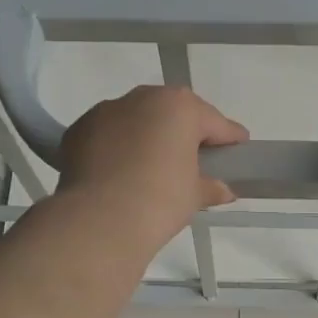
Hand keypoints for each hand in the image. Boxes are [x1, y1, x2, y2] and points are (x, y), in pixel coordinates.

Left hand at [59, 86, 249, 248]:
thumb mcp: (194, 195)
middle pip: (171, 112)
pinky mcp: (79, 130)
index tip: (238, 146)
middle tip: (193, 157)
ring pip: (136, 119)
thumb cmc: (160, 200)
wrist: (100, 219)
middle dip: (183, 130)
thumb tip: (223, 190)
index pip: (213, 121)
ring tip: (151, 165)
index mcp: (179, 107)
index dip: (228, 137)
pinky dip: (116, 147)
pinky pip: (108, 134)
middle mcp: (142, 98)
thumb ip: (210, 186)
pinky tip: (119, 171)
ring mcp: (106, 111)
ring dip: (146, 135)